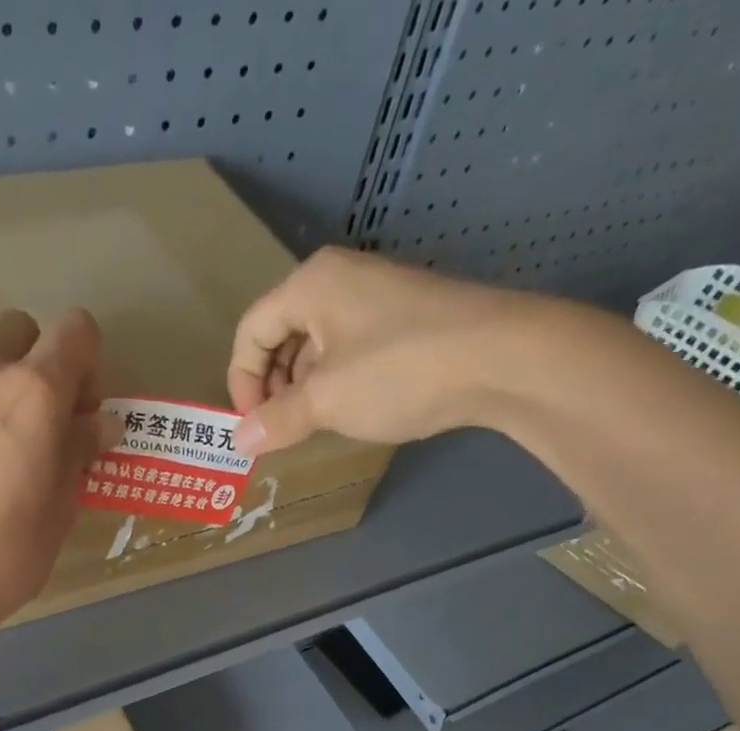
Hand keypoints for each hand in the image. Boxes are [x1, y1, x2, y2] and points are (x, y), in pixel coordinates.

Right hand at [228, 248, 511, 455]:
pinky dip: (337, 383)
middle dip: (272, 386)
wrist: (500, 359)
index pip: (251, 331)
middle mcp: (339, 280)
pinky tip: (350, 411)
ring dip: (304, 389)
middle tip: (280, 430)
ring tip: (312, 426)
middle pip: (282, 335)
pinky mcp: (404, 320)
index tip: (253, 427)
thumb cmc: (399, 371)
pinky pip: (349, 350)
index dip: (241, 382)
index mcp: (311, 285)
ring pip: (317, 346)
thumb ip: (277, 421)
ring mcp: (376, 298)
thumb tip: (239, 441)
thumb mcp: (327, 401)